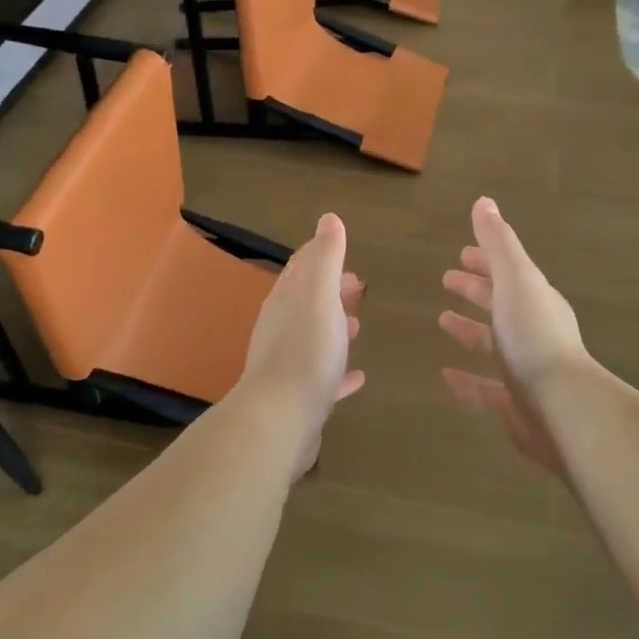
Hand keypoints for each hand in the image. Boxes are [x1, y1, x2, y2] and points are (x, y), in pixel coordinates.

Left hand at [237, 213, 364, 477]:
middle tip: (358, 288)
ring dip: (333, 329)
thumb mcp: (319, 295)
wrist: (279, 420)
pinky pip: (322, 379)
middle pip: (306, 303)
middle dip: (330, 292)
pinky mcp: (299, 400)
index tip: (343, 255)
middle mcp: (281, 330)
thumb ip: (325, 258)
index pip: (301, 269)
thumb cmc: (305, 351)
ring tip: (358, 327)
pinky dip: (339, 372)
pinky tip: (357, 377)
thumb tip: (328, 219)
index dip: (321, 258)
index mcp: (285, 301)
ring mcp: (287, 366)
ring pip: (312, 339)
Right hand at [438, 197, 591, 479]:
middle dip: (476, 290)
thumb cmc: (534, 335)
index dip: (485, 261)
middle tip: (447, 279)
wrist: (561, 406)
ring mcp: (526, 368)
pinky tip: (447, 376)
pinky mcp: (517, 403)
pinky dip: (467, 380)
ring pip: (494, 344)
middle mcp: (533, 331)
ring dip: (469, 330)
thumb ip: (498, 243)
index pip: (508, 273)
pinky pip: (486, 388)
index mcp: (536, 300)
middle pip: (501, 305)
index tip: (462, 252)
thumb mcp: (515, 279)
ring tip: (443, 320)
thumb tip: (484, 201)